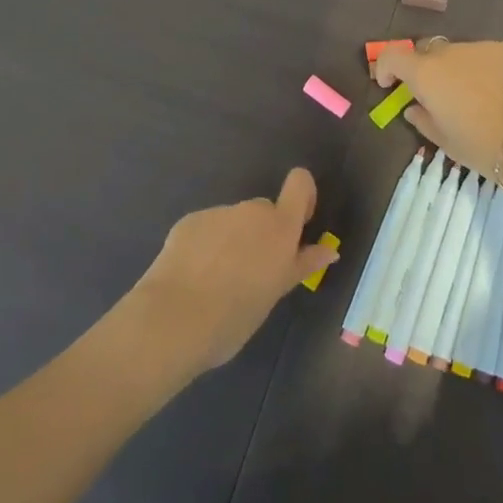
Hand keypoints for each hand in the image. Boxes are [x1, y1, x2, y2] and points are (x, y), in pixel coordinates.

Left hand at [122, 167, 338, 376]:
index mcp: (279, 227)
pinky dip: (206, 245)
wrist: (173, 319)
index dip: (302, 196)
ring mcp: (218, 212)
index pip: (300, 183)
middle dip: (262, 234)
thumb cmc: (234, 317)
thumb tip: (329, 250)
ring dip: (233, 242)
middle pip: (265, 211)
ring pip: (234, 222)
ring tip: (216, 283)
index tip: (298, 225)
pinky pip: (207, 228)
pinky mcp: (190, 220)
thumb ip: (300, 266)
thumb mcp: (274, 295)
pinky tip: (193, 276)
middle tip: (251, 274)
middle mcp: (251, 211)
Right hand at [373, 39, 502, 173]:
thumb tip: (414, 108)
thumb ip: (423, 120)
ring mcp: (480, 46)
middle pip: (426, 51)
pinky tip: (498, 92)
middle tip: (434, 94)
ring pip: (458, 53)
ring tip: (473, 96)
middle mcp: (449, 52)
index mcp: (426, 74)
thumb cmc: (483, 146)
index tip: (389, 85)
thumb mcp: (446, 142)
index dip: (385, 67)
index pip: (393, 56)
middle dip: (423, 69)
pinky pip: (484, 55)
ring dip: (455, 69)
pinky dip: (482, 68)